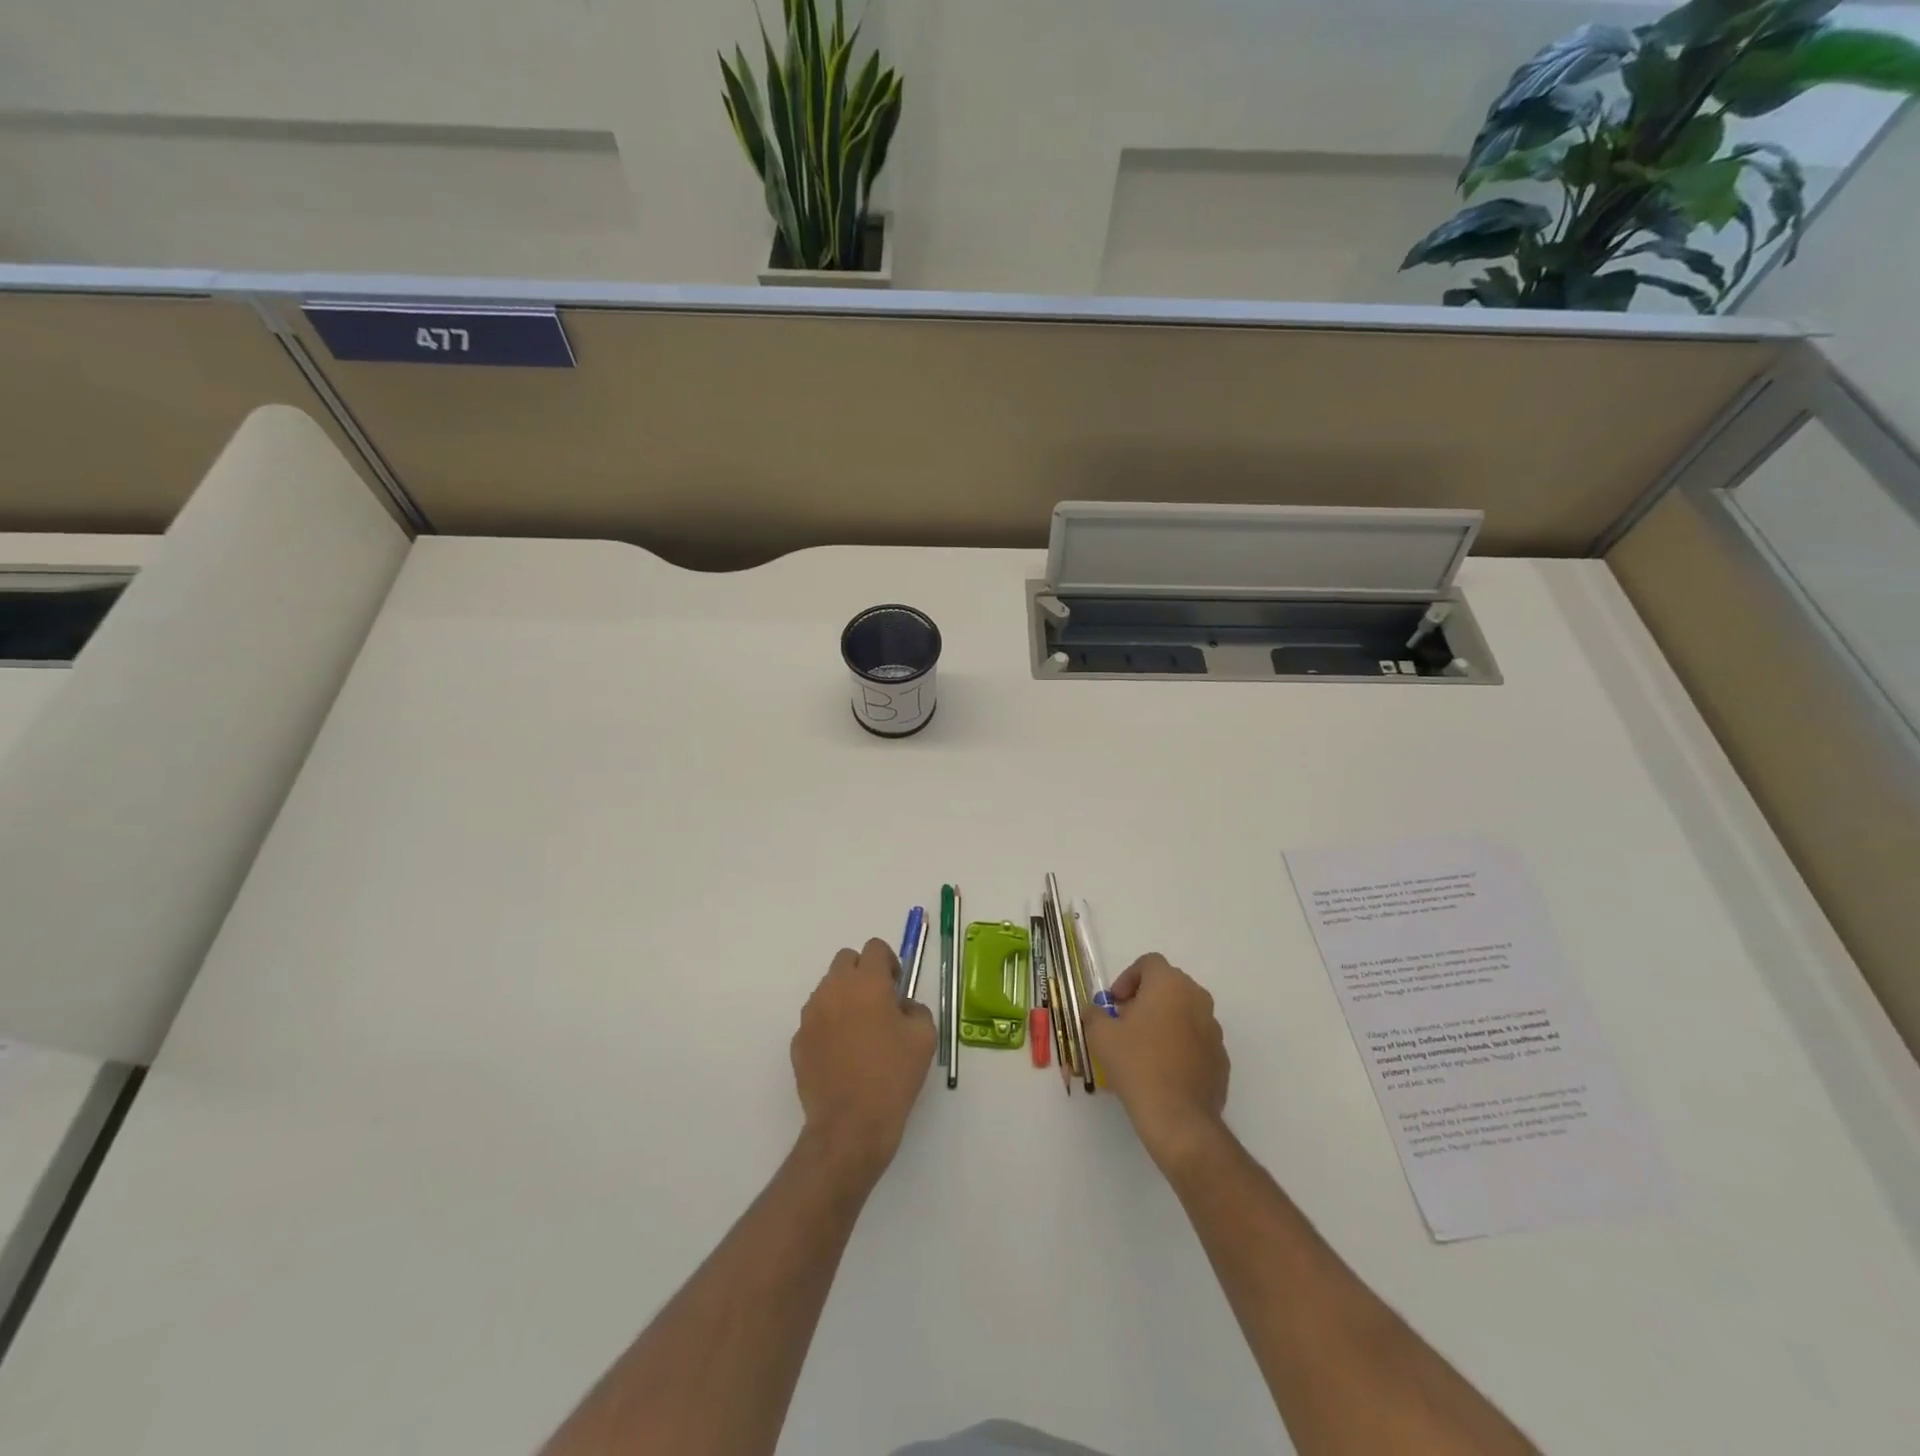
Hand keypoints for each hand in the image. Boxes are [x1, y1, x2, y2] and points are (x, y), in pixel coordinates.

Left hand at [791, 939, 936, 1188]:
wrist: (851, 1124)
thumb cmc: (893, 1075)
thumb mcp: (924, 1037)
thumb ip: (915, 1008)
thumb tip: (901, 1006)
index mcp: (867, 982)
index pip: (874, 948)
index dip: (888, 962)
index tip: (896, 987)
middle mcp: (834, 989)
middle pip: (846, 960)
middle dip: (863, 973)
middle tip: (878, 1003)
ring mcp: (811, 1014)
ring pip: (828, 988)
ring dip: (844, 997)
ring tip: (860, 1032)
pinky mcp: (798, 1040)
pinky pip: (816, 1019)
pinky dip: (829, 1025)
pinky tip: (842, 1055)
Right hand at [1082, 953, 1229, 1171]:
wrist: (1178, 1117)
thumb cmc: (1137, 1065)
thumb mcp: (1101, 1036)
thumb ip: (1094, 1014)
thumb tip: (1094, 1010)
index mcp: (1170, 984)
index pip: (1149, 963)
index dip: (1128, 978)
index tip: (1115, 1003)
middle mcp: (1197, 998)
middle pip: (1168, 985)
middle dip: (1145, 998)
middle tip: (1125, 1022)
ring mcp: (1214, 1028)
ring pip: (1184, 1011)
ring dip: (1164, 1020)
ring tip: (1144, 1047)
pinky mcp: (1221, 1057)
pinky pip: (1196, 1039)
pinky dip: (1180, 1044)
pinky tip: (1163, 1069)